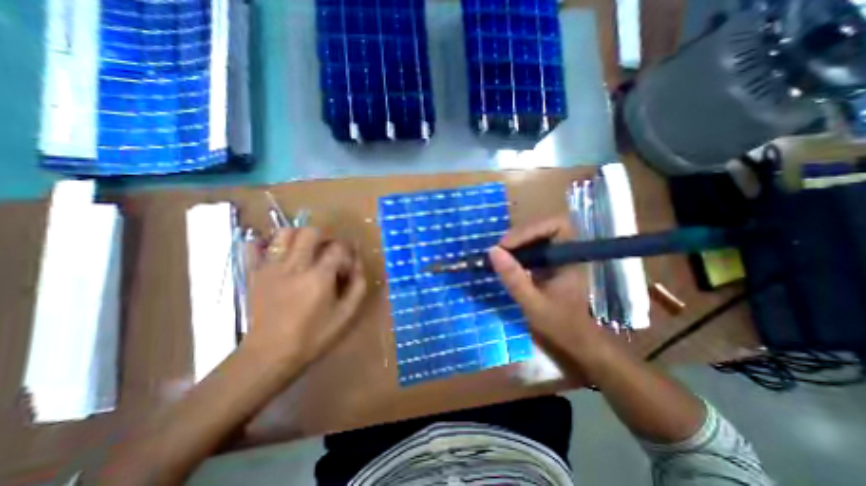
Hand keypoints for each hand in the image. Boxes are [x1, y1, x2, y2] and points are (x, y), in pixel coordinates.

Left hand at [242, 231, 365, 369]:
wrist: (269, 355)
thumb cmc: (313, 336)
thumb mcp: (346, 314)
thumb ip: (358, 285)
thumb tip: (358, 262)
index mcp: (319, 277)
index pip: (338, 247)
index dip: (347, 252)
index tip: (346, 266)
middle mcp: (295, 267)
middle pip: (310, 232)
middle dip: (325, 238)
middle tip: (327, 253)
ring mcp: (271, 268)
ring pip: (285, 233)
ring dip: (299, 237)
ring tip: (305, 252)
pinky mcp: (254, 274)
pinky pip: (253, 247)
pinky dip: (265, 244)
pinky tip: (277, 254)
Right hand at [490, 215, 611, 364]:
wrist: (573, 339)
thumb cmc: (558, 323)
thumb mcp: (532, 302)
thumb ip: (513, 278)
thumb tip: (493, 251)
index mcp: (571, 258)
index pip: (557, 225)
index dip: (532, 229)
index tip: (508, 245)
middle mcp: (566, 251)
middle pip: (543, 227)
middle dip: (519, 235)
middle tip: (499, 250)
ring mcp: (557, 256)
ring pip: (536, 235)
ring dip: (516, 242)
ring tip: (499, 255)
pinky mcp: (548, 262)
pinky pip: (532, 247)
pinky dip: (517, 250)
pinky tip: (506, 261)